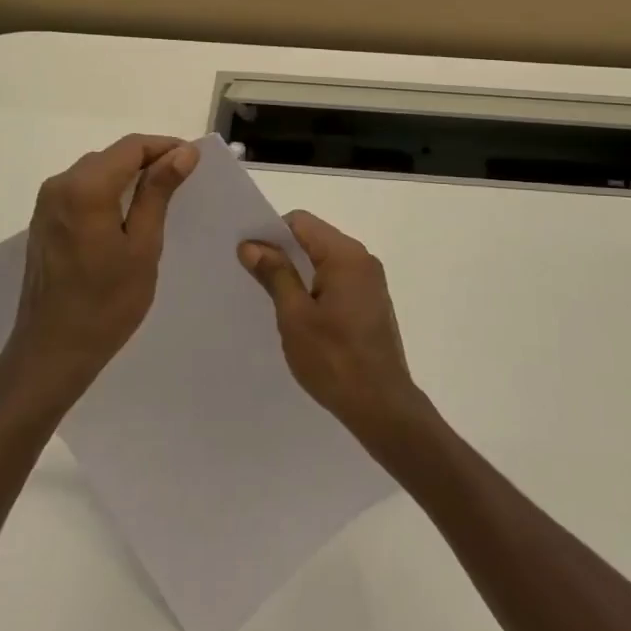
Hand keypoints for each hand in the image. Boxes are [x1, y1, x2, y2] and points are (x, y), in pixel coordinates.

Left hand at [5, 134, 198, 404]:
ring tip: (161, 197)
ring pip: (96, 171)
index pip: (131, 146)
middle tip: (184, 181)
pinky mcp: (43, 221)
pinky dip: (108, 191)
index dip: (165, 147)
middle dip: (148, 161)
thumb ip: (159, 193)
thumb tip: (182, 152)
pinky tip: (127, 215)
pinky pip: (81, 190)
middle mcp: (60, 185)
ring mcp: (47, 203)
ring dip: (128, 176)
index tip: (194, 161)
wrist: (51, 352)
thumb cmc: (106, 304)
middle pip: (112, 156)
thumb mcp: (143, 246)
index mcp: (85, 188)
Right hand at [238, 211, 426, 442]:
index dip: (271, 233)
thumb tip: (251, 245)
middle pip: (314, 238)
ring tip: (272, 297)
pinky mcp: (371, 303)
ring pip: (324, 260)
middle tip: (253, 276)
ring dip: (298, 272)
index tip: (248, 256)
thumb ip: (275, 274)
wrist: (382, 407)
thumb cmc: (334, 359)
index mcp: (346, 255)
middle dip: (283, 252)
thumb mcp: (295, 316)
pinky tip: (300, 313)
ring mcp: (370, 282)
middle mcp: (362, 260)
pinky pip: (337, 279)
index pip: (300, 222)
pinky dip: (315, 287)